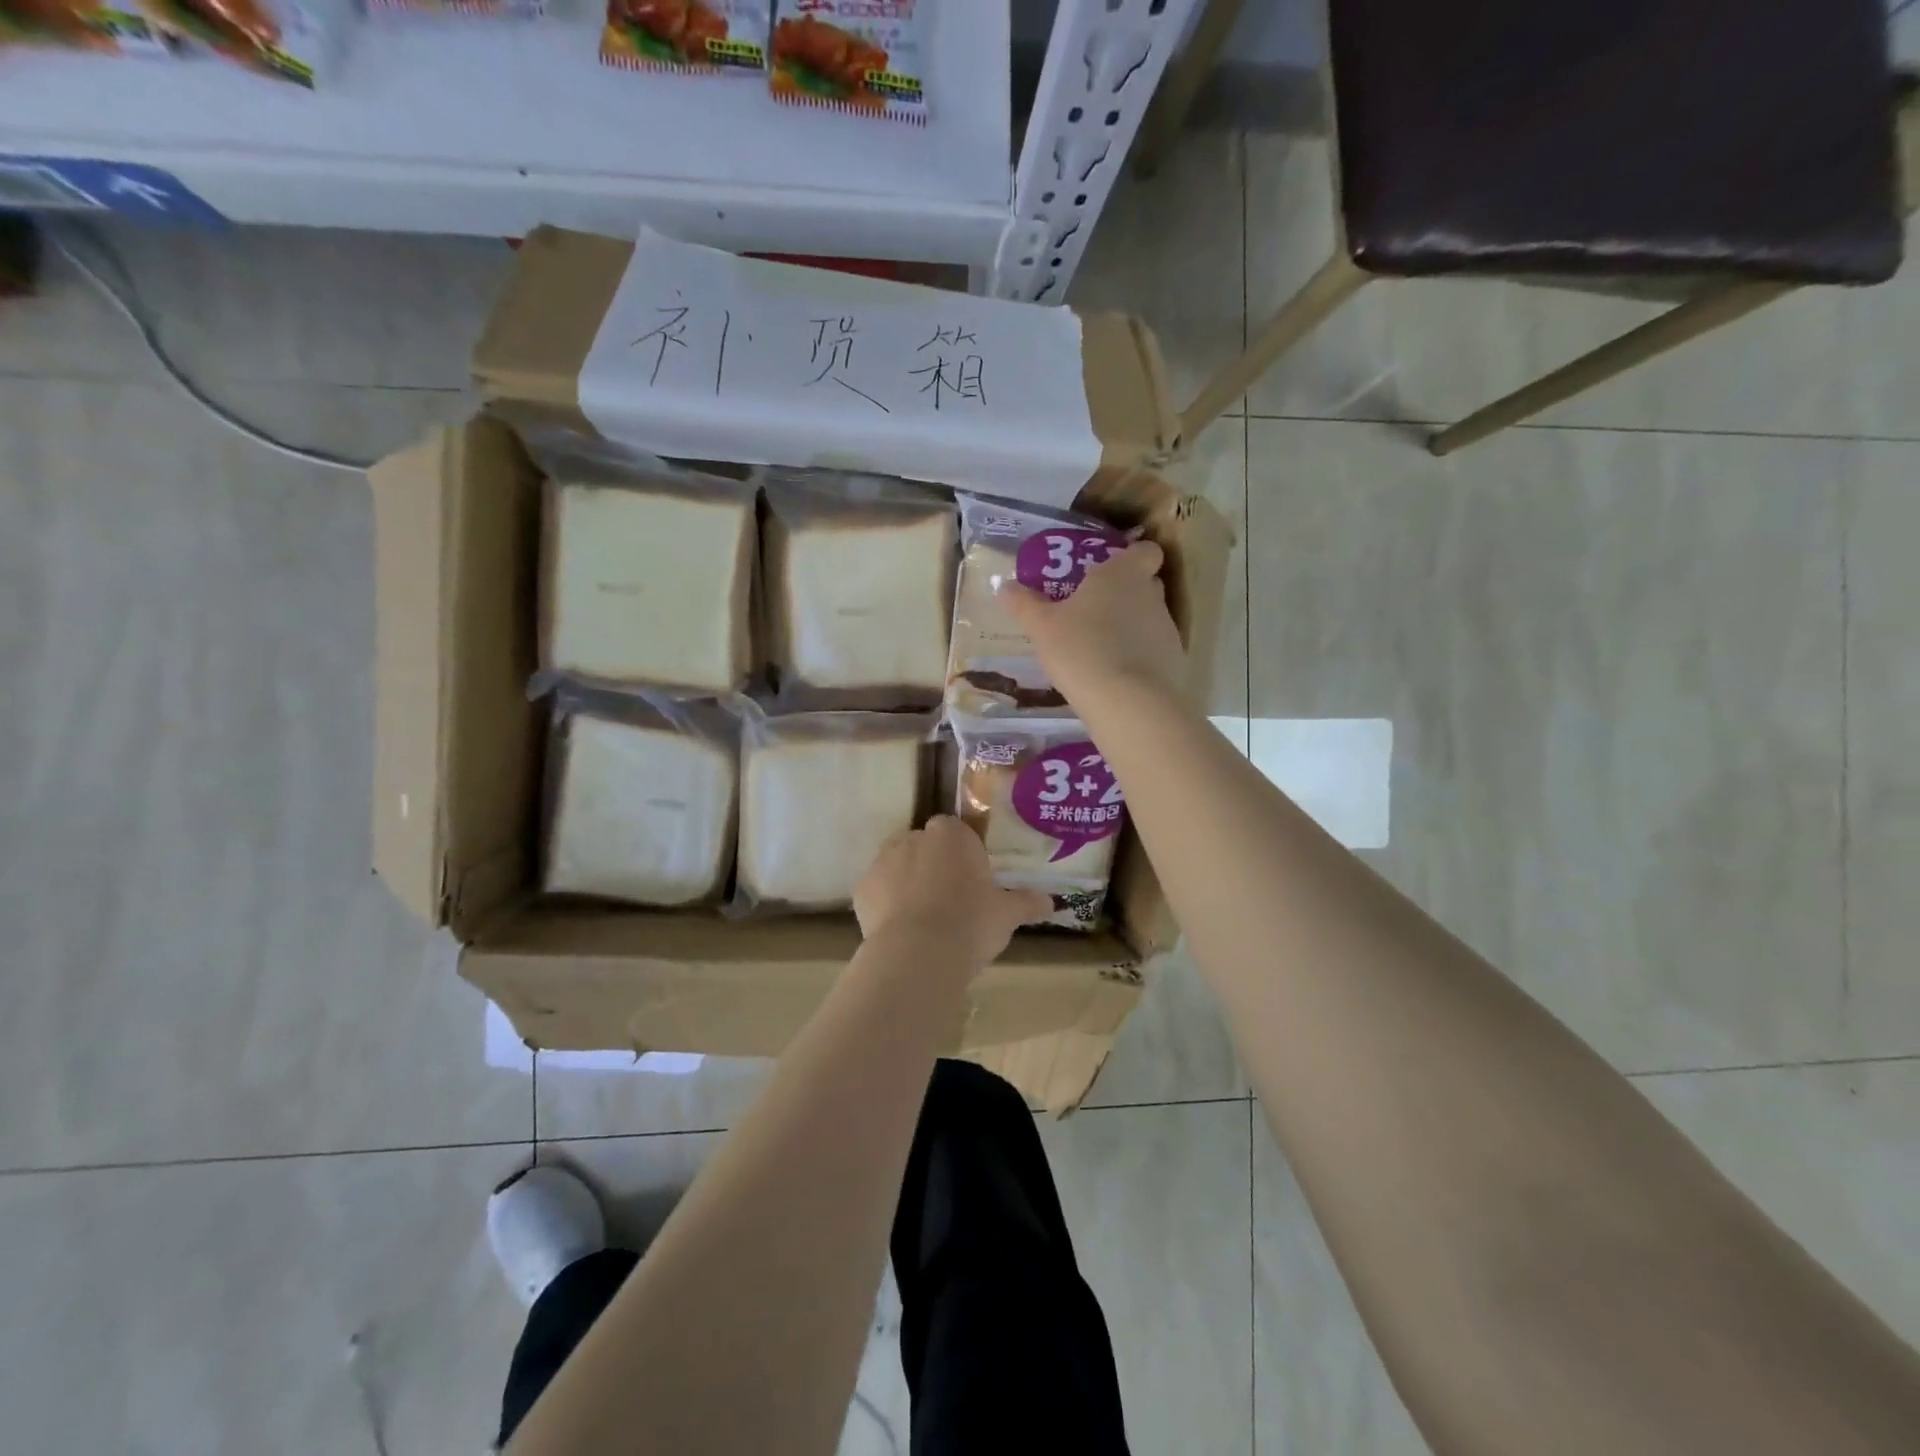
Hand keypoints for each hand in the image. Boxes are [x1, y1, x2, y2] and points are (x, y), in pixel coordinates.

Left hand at [854, 817, 1051, 970]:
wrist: (918, 953)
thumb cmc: (971, 923)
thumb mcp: (1006, 914)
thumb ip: (1027, 903)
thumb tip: (1052, 902)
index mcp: (952, 834)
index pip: (955, 831)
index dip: (962, 855)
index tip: (970, 880)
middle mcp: (914, 837)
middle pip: (924, 845)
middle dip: (933, 865)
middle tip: (949, 900)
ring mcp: (883, 860)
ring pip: (897, 865)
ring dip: (907, 882)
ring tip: (923, 918)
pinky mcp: (861, 887)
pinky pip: (877, 890)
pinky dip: (885, 904)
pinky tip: (899, 930)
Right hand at [1001, 539, 1186, 711]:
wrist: (1127, 702)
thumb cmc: (1081, 649)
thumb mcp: (1041, 627)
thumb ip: (1024, 604)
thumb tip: (1004, 586)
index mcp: (1123, 574)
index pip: (1146, 550)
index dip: (1131, 557)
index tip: (1109, 572)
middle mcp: (1151, 594)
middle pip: (1146, 584)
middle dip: (1126, 594)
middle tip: (1094, 611)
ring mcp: (1167, 629)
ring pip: (1150, 619)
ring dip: (1131, 628)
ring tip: (1100, 649)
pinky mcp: (1174, 661)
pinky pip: (1155, 650)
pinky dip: (1139, 657)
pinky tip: (1115, 675)